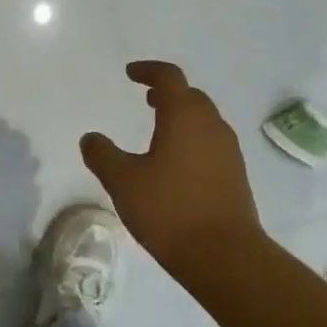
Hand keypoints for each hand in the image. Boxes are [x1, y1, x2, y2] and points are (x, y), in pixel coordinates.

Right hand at [80, 61, 264, 278]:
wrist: (225, 255)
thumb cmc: (170, 210)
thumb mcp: (124, 182)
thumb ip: (103, 155)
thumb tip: (90, 138)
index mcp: (184, 117)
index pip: (169, 78)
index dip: (148, 71)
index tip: (131, 73)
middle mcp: (211, 126)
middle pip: (191, 96)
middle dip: (167, 93)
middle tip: (147, 98)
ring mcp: (228, 151)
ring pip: (204, 120)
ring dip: (182, 116)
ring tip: (159, 129)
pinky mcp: (235, 175)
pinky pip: (211, 143)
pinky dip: (192, 139)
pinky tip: (177, 164)